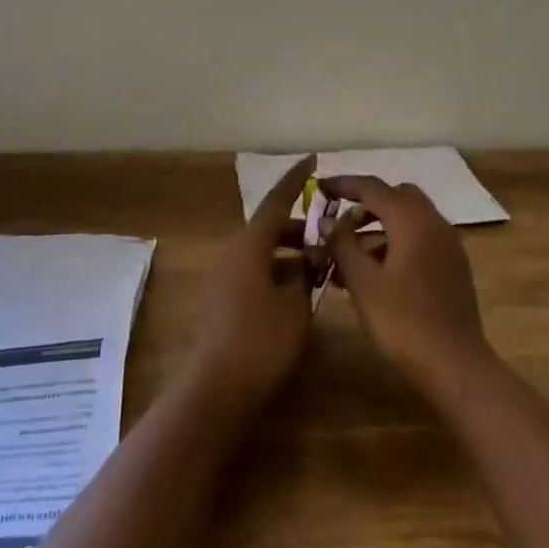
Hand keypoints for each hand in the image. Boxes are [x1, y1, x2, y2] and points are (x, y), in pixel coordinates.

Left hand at [190, 155, 317, 408]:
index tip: (314, 160)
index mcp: (250, 246)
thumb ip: (307, 274)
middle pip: (269, 226)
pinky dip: (279, 269)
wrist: (218, 387)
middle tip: (330, 231)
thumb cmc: (262, 341)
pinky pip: (256, 269)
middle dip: (300, 225)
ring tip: (321, 263)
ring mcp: (226, 276)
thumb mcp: (296, 305)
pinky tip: (300, 288)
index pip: (277, 201)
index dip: (296, 180)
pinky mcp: (225, 298)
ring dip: (290, 250)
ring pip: (263, 249)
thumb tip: (312, 258)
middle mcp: (234, 253)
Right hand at [321, 176, 492, 397]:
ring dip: (381, 226)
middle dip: (367, 203)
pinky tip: (377, 272)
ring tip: (350, 254)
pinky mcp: (453, 266)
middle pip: (397, 196)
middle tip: (340, 222)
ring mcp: (448, 244)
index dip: (344, 184)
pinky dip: (398, 242)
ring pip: (410, 219)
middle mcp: (434, 222)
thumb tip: (328, 220)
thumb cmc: (402, 321)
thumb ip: (343, 244)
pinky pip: (421, 239)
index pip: (373, 187)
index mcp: (411, 220)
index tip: (320, 187)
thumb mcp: (363, 282)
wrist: (455, 364)